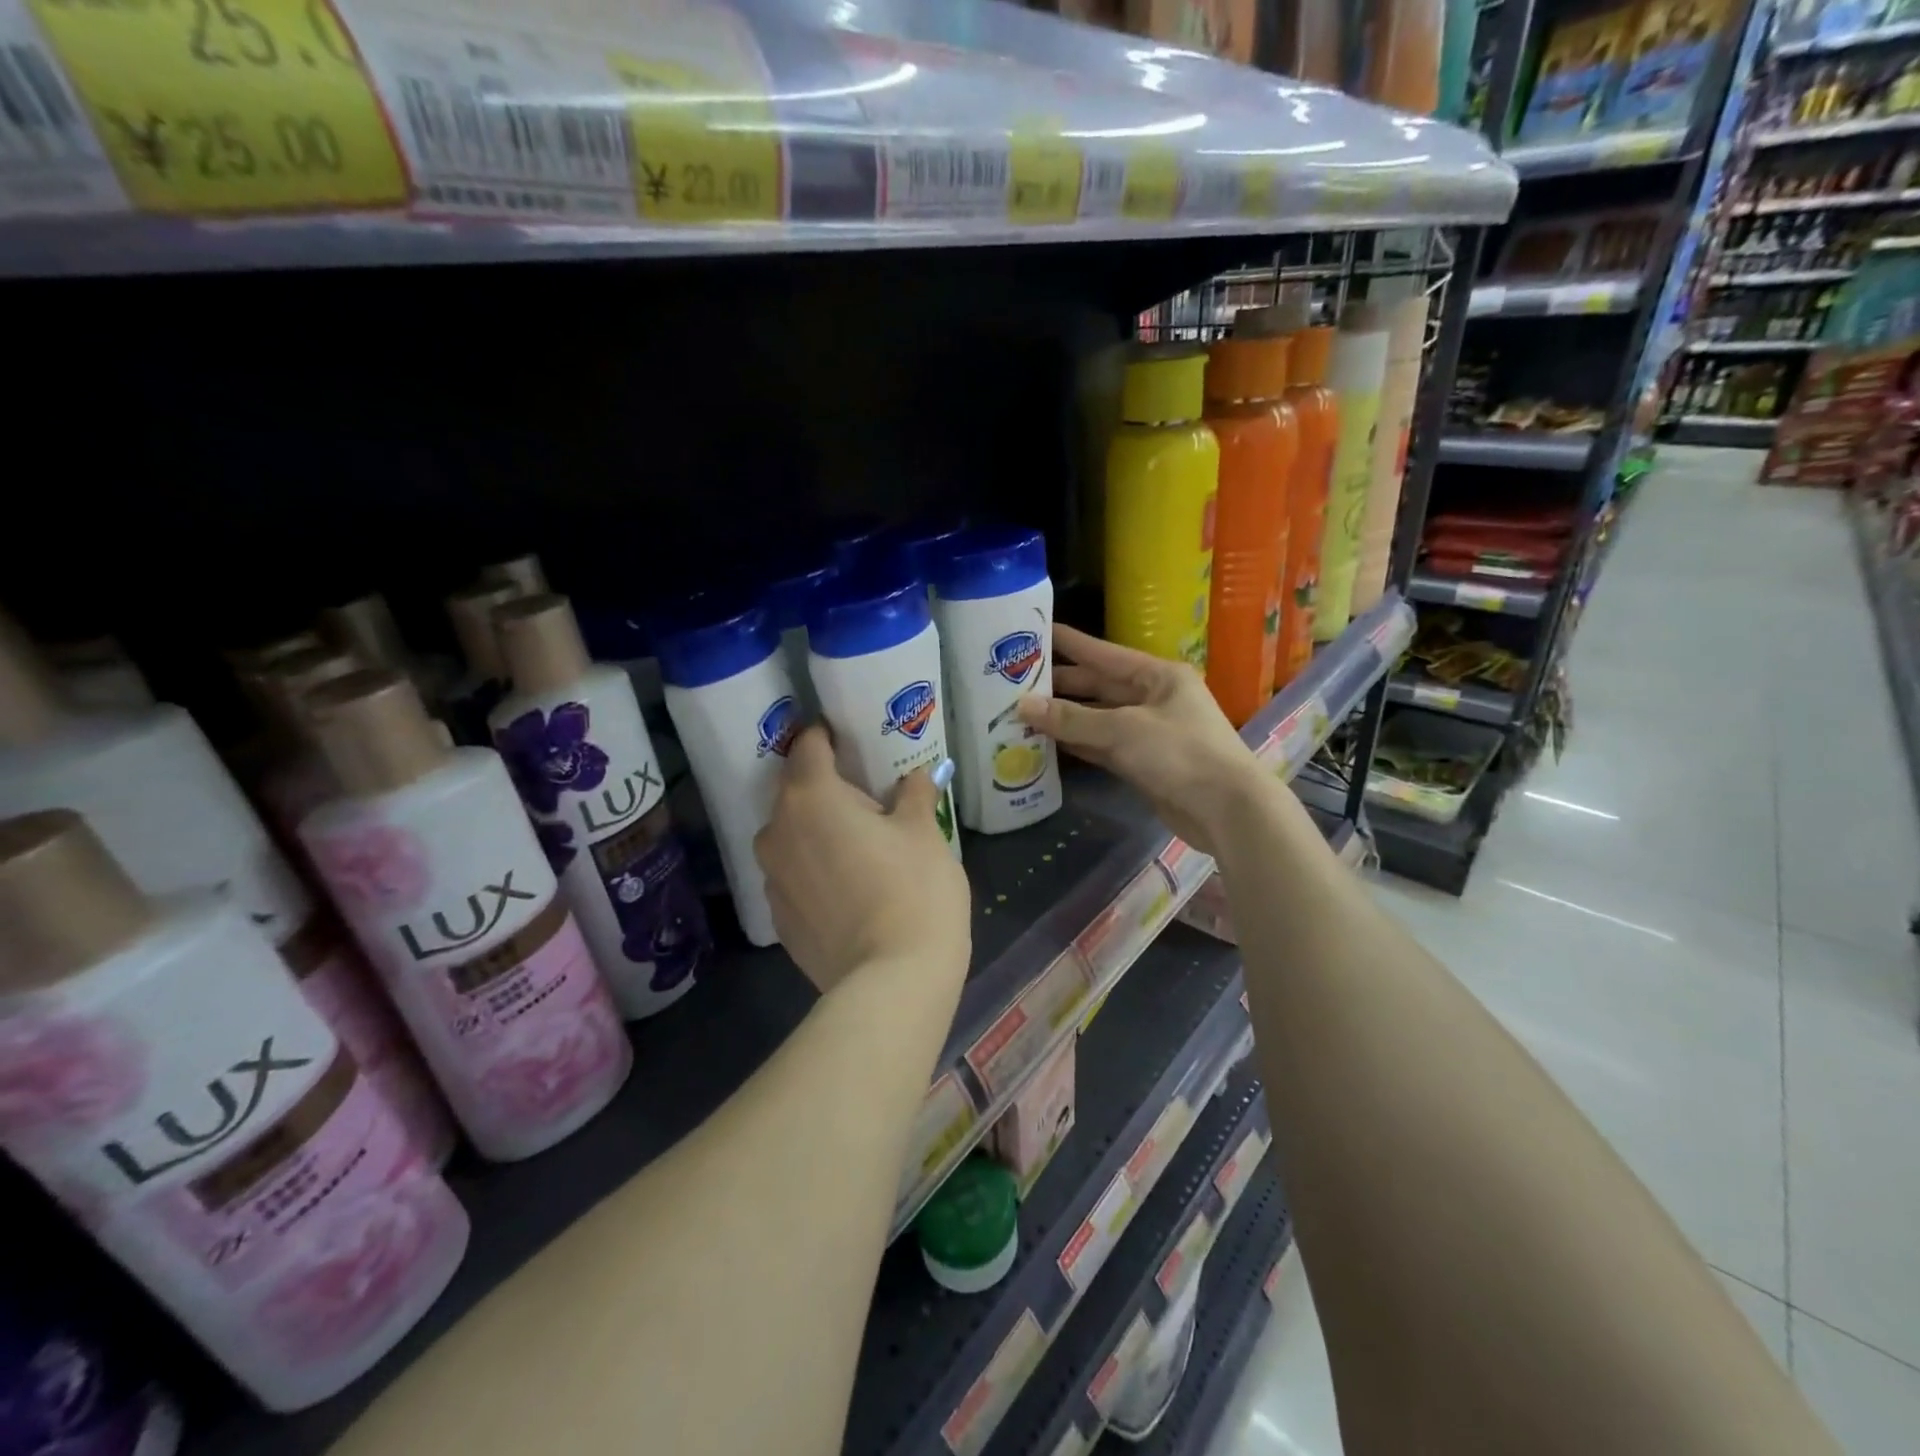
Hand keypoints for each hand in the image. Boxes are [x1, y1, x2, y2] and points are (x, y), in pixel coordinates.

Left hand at [754, 726, 970, 993]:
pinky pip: (794, 875)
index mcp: (810, 795)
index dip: (828, 735)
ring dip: (817, 830)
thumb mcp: (924, 832)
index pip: (808, 745)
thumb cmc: (914, 889)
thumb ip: (914, 794)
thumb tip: (915, 777)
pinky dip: (814, 869)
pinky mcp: (777, 918)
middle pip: (796, 790)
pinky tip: (848, 887)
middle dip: (826, 787)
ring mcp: (772, 877)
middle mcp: (777, 829)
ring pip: (792, 835)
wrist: (892, 982)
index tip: (850, 738)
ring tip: (857, 845)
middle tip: (866, 796)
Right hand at [1016, 625, 1271, 853]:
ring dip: (1065, 718)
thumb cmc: (1180, 754)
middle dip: (1061, 685)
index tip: (1037, 632)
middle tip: (1016, 680)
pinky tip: (1047, 742)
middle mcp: (1153, 698)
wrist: (1226, 811)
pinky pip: (1103, 746)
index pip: (1104, 653)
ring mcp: (1149, 732)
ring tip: (1022, 711)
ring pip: (1098, 718)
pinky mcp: (1144, 763)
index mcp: (1157, 676)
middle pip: (1099, 686)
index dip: (1070, 644)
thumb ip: (1071, 719)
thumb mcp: (1122, 730)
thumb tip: (1022, 706)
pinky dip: (1077, 744)